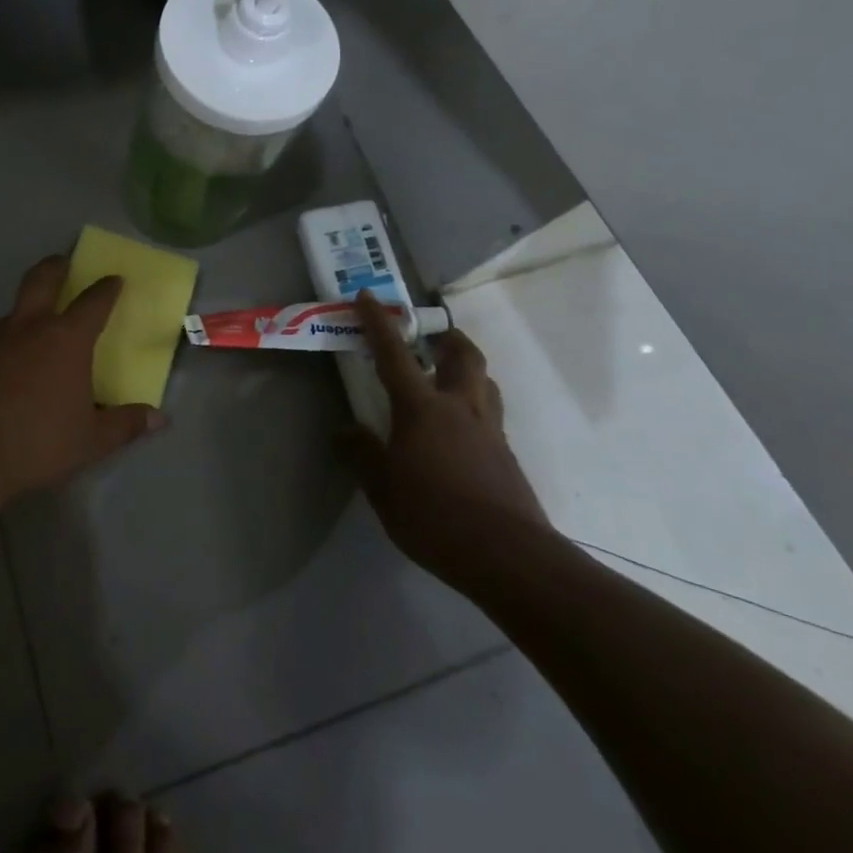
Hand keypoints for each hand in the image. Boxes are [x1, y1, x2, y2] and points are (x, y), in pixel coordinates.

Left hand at [0, 256, 163, 497]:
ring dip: (27, 309)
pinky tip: (6, 370)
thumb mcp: (90, 441)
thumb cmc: (37, 441)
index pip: (93, 302)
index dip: (106, 289)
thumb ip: (124, 425)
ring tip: (36, 325)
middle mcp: (28, 329)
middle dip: (55, 266)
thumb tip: (159, 418)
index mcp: (66, 340)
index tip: (114, 279)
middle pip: (41, 280)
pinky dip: (5, 346)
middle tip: (63, 261)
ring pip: (13, 312)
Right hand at [339, 290, 553, 589]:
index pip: (394, 353)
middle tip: (431, 337)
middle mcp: (459, 407)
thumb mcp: (383, 488)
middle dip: (447, 337)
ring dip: (467, 369)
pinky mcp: (507, 457)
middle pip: (463, 355)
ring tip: (448, 379)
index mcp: (422, 408)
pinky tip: (460, 433)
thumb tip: (345, 432)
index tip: (368, 297)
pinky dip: (474, 407)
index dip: (379, 322)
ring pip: (484, 382)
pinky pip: (490, 416)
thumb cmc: (434, 515)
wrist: (508, 556)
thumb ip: (362, 454)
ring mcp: (489, 431)